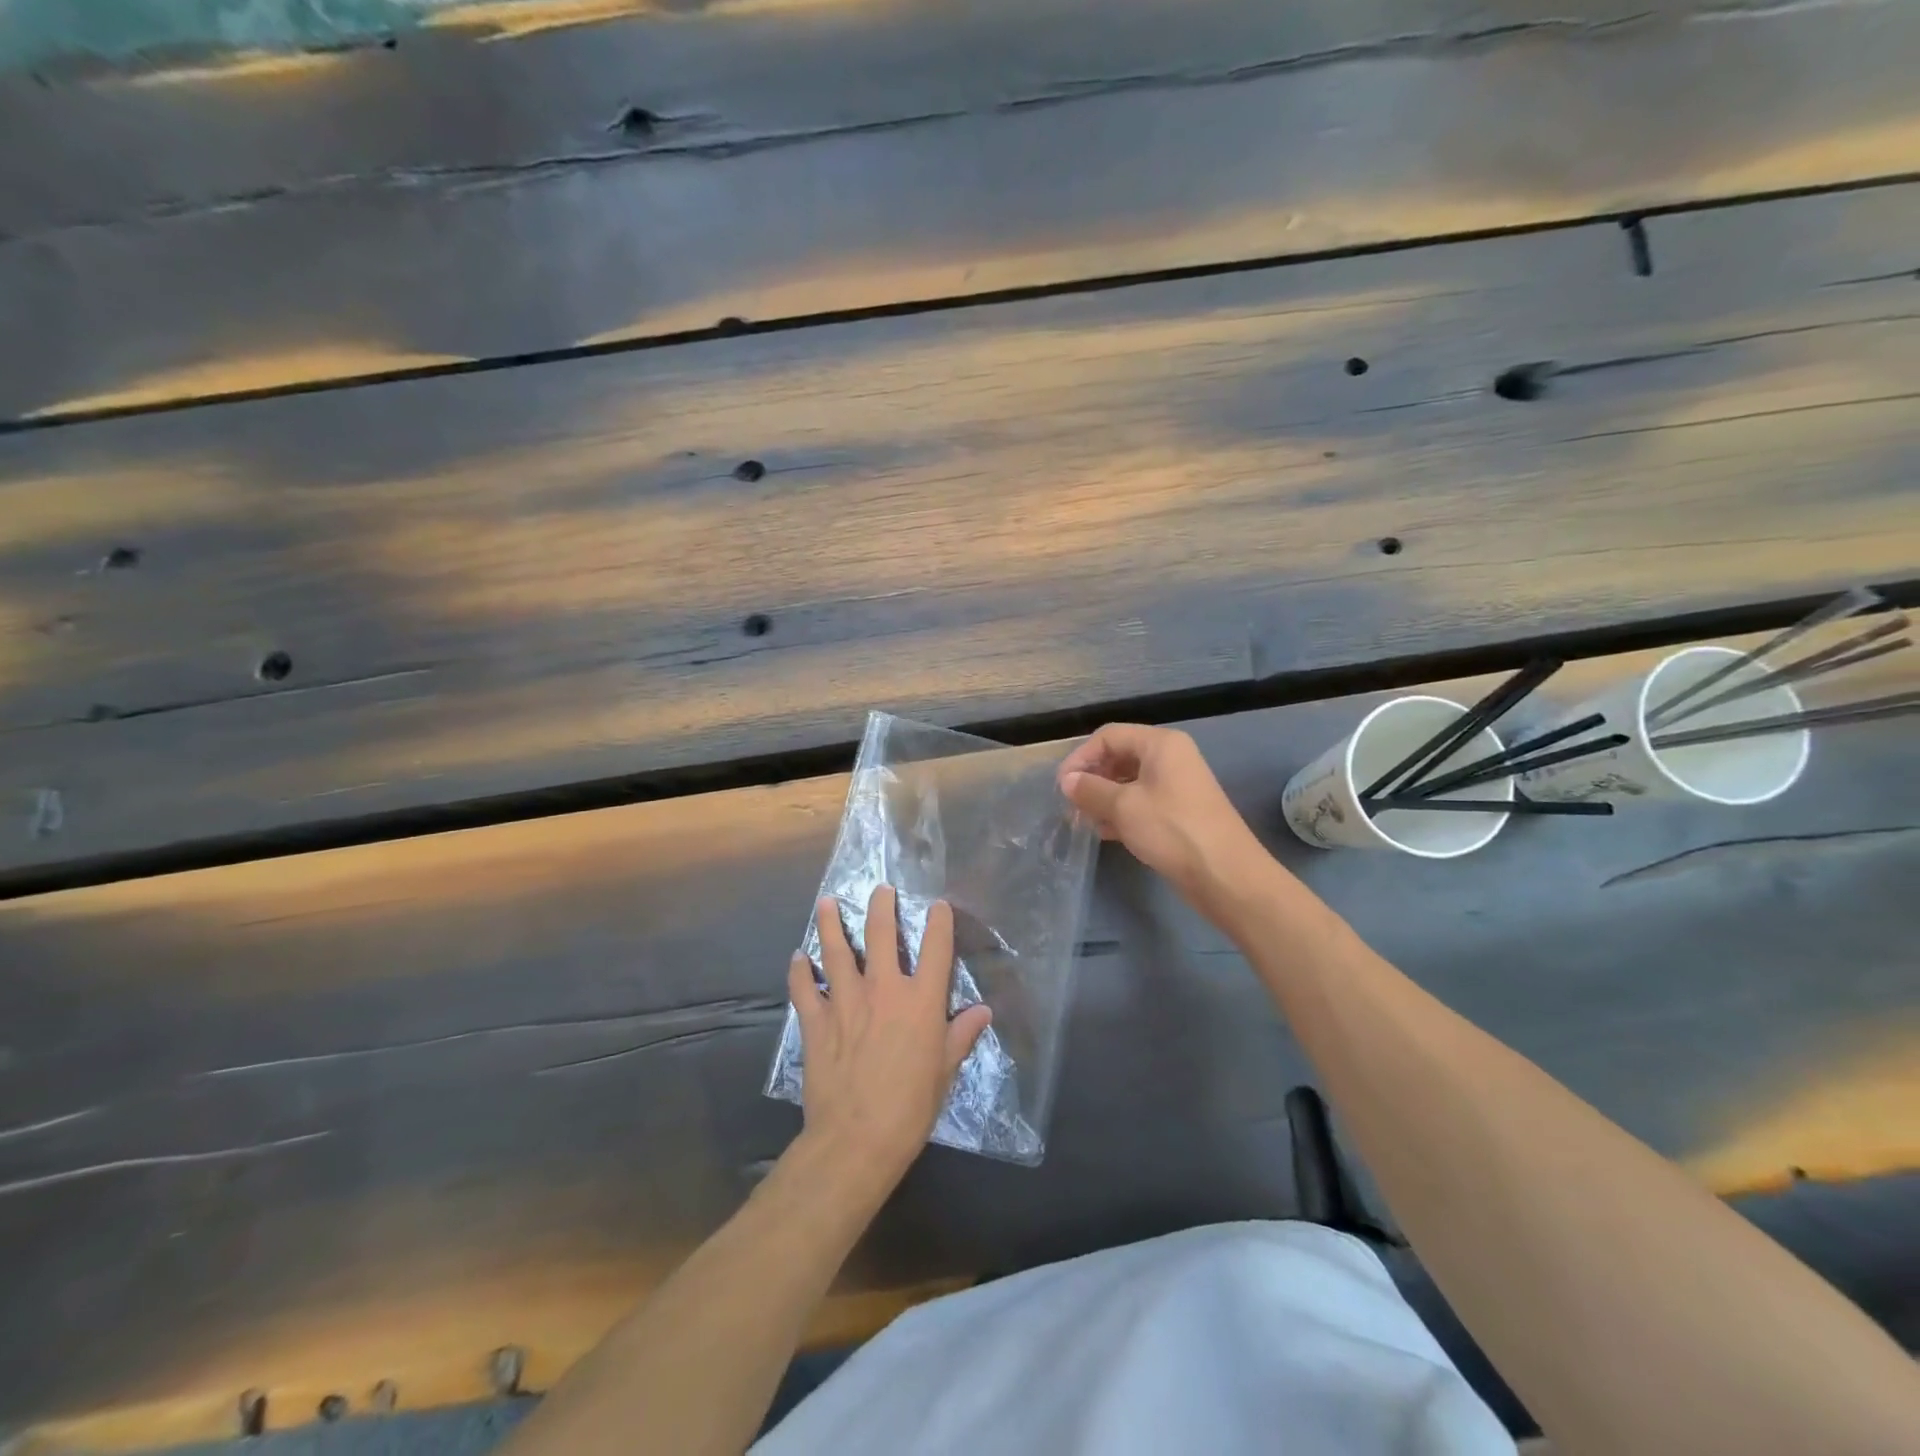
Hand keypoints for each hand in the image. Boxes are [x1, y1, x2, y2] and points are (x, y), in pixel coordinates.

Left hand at [787, 885, 990, 1186]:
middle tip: (880, 889)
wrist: (856, 1138)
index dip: (938, 923)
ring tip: (827, 902)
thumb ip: (961, 1035)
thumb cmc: (910, 1107)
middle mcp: (883, 989)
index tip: (937, 905)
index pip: (935, 949)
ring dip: (831, 924)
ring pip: (836, 951)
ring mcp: (845, 1001)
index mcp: (920, 1001)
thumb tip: (983, 1011)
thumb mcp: (945, 1072)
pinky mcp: (816, 1021)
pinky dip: (799, 970)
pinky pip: (804, 987)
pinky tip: (798, 958)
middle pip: (880, 935)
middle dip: (881, 907)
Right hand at [1057, 723, 1266, 911]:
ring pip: (1128, 782)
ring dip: (1103, 798)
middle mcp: (1170, 757)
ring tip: (1083, 820)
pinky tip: (1104, 832)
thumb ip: (1090, 789)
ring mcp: (1176, 785)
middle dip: (1092, 778)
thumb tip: (1067, 781)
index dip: (1081, 756)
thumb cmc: (1172, 830)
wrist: (1225, 875)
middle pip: (1119, 756)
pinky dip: (1120, 812)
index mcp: (1160, 744)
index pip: (1109, 736)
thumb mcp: (1124, 807)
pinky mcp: (1178, 812)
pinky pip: (1141, 802)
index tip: (1062, 786)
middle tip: (1070, 804)